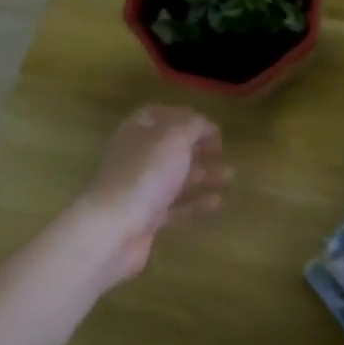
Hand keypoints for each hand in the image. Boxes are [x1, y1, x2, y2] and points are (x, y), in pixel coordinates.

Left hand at [68, 104, 230, 285]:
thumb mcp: (174, 138)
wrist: (112, 229)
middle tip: (222, 149)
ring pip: (176, 176)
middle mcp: (137, 157)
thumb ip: (193, 125)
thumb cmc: (144, 174)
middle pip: (170, 147)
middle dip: (198, 146)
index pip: (160, 114)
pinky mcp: (147, 218)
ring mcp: (141, 189)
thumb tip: (204, 124)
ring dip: (203, 173)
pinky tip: (218, 201)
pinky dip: (197, 202)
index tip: (210, 125)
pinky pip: (177, 206)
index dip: (185, 116)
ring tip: (230, 174)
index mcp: (138, 132)